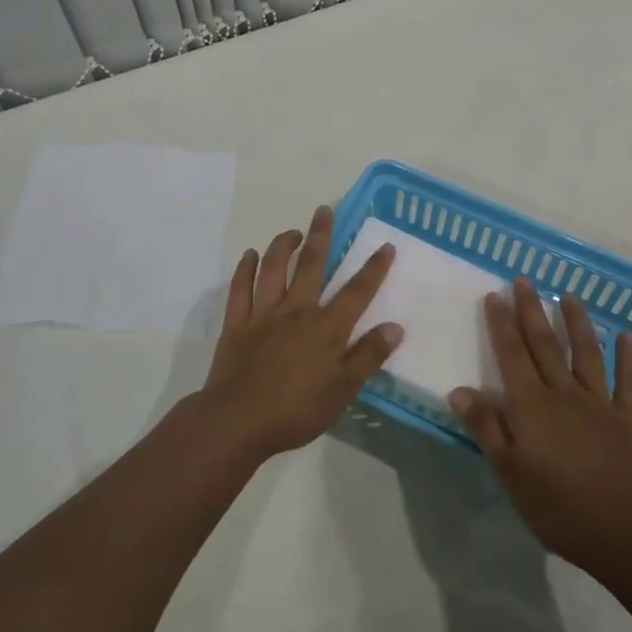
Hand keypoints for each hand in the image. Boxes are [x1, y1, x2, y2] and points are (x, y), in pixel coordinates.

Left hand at [197, 205, 401, 461]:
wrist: (238, 421)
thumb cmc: (297, 410)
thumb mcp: (343, 390)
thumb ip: (368, 356)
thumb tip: (395, 326)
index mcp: (326, 327)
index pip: (356, 292)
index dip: (373, 269)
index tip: (385, 245)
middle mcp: (296, 311)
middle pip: (311, 265)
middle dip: (321, 236)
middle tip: (324, 209)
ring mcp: (263, 314)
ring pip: (273, 269)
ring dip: (282, 245)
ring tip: (292, 231)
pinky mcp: (236, 324)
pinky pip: (240, 288)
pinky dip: (245, 269)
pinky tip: (250, 255)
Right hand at [451, 279, 631, 570]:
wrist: (622, 533)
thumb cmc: (556, 506)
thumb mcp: (510, 472)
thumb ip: (487, 428)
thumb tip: (460, 390)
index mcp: (532, 406)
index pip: (512, 355)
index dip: (502, 324)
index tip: (495, 295)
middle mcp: (564, 393)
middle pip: (545, 345)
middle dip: (532, 310)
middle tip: (524, 280)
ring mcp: (600, 403)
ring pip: (586, 353)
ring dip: (576, 322)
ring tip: (568, 295)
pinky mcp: (629, 419)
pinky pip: (628, 382)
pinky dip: (628, 357)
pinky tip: (627, 336)